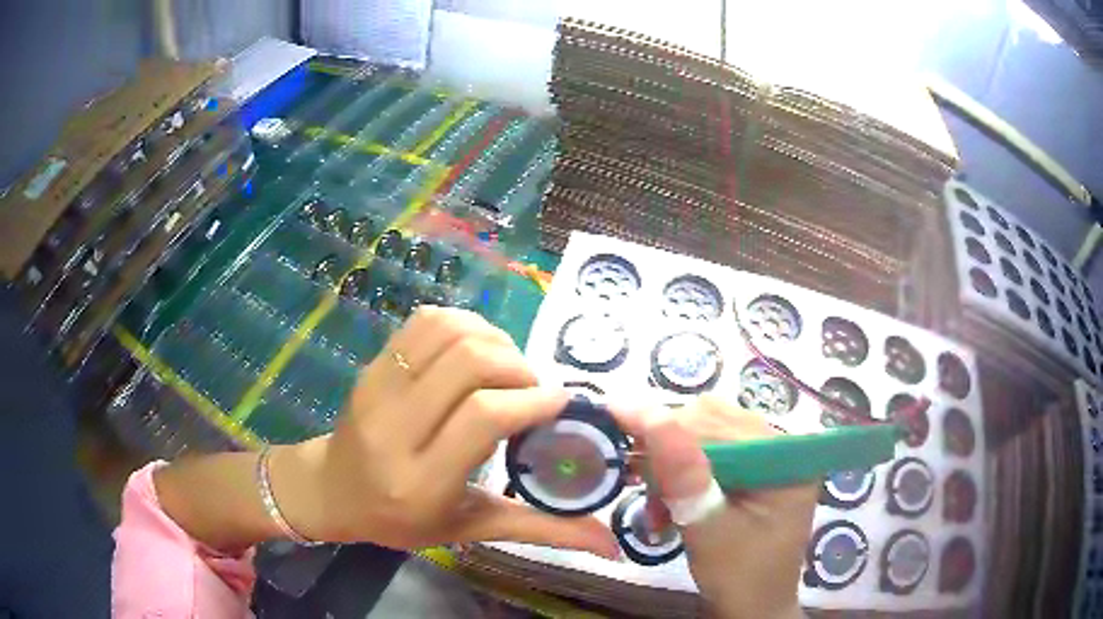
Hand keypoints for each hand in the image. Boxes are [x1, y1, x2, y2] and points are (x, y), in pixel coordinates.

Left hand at [273, 306, 619, 557]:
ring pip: (447, 332)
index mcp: (421, 481)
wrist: (334, 490)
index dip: (531, 399)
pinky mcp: (372, 365)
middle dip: (517, 366)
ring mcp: (377, 388)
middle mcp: (394, 428)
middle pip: (468, 362)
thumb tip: (611, 545)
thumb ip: (541, 531)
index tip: (560, 402)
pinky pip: (424, 322)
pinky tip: (474, 350)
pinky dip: (463, 325)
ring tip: (506, 368)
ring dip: (492, 340)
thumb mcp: (471, 530)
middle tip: (531, 390)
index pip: (482, 416)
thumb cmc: (404, 519)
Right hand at [615, 397, 816, 618]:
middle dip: (667, 450)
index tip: (614, 417)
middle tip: (634, 480)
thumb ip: (684, 478)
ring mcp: (766, 456)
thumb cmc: (738, 577)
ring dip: (670, 464)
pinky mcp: (751, 468)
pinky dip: (679, 474)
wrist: (752, 606)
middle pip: (712, 422)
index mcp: (786, 459)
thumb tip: (652, 416)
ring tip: (655, 504)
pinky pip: (708, 452)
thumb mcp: (709, 532)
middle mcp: (780, 446)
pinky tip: (667, 502)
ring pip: (705, 434)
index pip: (721, 423)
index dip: (667, 421)